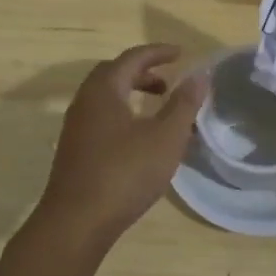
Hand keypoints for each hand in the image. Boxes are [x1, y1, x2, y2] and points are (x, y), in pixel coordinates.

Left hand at [33, 44, 207, 249]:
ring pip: (107, 98)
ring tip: (159, 109)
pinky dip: (124, 114)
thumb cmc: (124, 173)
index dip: (158, 53)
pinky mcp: (75, 151)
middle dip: (143, 72)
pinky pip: (102, 118)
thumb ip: (183, 104)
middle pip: (114, 74)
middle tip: (169, 81)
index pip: (132, 58)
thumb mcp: (165, 137)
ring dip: (133, 94)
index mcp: (104, 90)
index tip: (181, 53)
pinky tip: (140, 139)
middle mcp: (85, 102)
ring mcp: (76, 127)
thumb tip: (199, 75)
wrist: (76, 222)